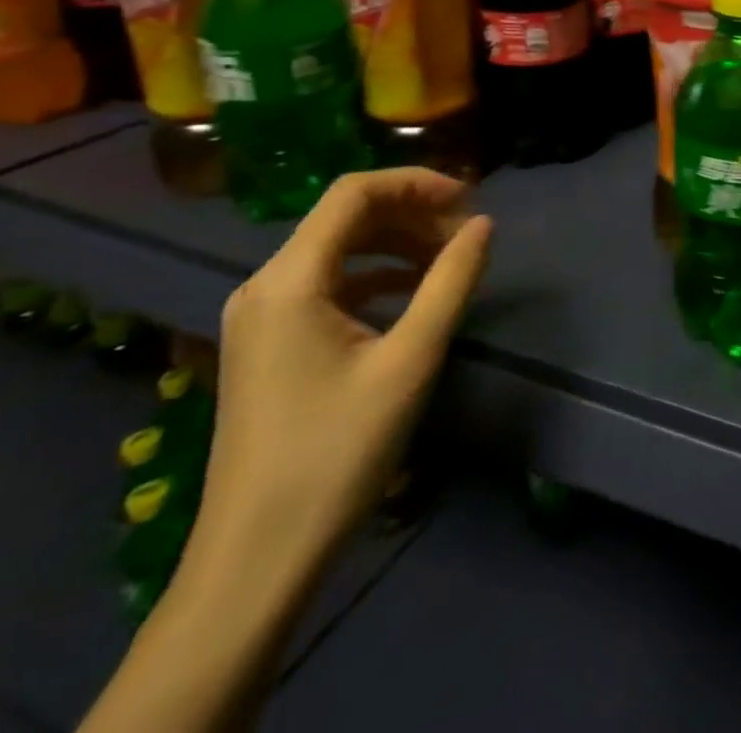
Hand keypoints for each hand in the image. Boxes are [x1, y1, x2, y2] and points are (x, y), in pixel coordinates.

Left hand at [194, 168, 491, 579]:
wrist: (257, 558)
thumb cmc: (337, 452)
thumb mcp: (411, 359)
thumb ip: (451, 281)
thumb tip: (484, 224)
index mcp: (290, 280)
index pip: (354, 192)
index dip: (417, 183)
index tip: (470, 200)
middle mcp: (265, 285)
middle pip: (345, 216)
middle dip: (412, 213)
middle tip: (467, 235)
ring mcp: (261, 316)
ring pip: (338, 248)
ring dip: (397, 242)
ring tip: (449, 260)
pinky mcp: (269, 343)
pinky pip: (327, 283)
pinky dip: (376, 275)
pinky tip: (413, 294)